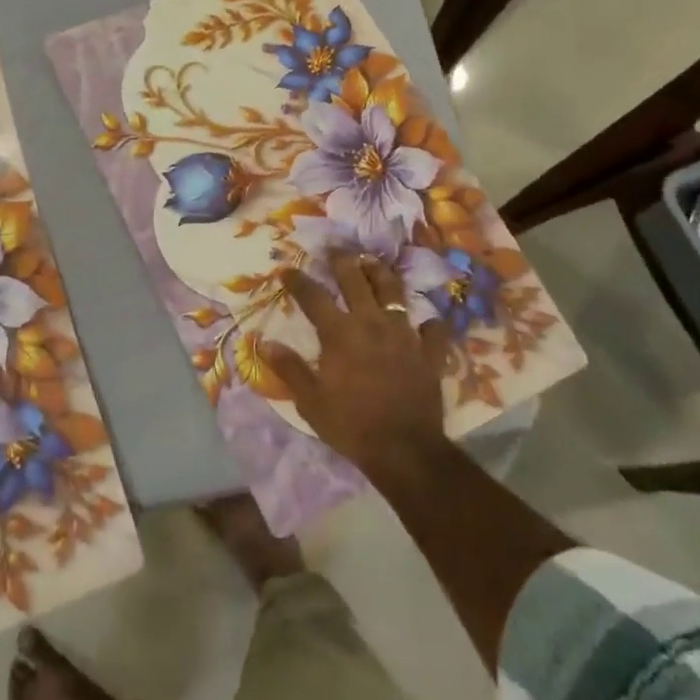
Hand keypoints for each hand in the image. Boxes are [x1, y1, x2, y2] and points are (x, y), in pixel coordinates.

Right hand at [265, 251, 450, 476]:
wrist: (403, 449)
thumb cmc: (351, 425)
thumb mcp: (310, 401)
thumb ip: (289, 368)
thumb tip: (266, 343)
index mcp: (340, 333)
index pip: (314, 297)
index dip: (298, 281)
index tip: (287, 270)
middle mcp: (372, 323)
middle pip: (356, 281)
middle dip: (343, 261)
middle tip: (336, 249)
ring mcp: (404, 335)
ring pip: (394, 293)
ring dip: (382, 274)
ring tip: (374, 263)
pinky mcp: (429, 353)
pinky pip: (433, 330)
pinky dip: (428, 324)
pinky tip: (425, 323)